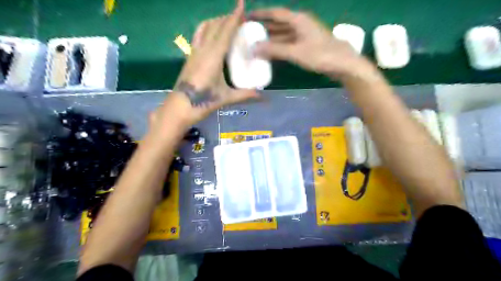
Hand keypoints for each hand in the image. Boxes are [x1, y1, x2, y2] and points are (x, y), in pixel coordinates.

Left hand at [157, 0, 259, 129]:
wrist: (180, 107)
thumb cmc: (203, 101)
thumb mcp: (226, 98)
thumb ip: (245, 95)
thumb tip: (263, 97)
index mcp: (213, 57)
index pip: (225, 31)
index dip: (234, 17)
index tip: (241, 4)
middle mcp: (202, 50)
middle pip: (215, 26)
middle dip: (227, 18)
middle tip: (239, 17)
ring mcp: (194, 52)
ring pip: (204, 28)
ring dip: (216, 22)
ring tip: (226, 23)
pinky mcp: (189, 57)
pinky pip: (198, 36)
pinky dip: (207, 29)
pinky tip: (212, 35)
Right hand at [253, 8, 368, 77]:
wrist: (343, 63)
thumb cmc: (320, 55)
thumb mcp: (295, 52)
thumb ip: (275, 49)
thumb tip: (254, 48)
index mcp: (298, 19)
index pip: (275, 13)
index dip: (261, 14)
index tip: (248, 16)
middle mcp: (301, 23)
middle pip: (279, 23)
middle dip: (264, 27)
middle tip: (250, 32)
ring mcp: (305, 34)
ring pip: (284, 33)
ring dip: (271, 38)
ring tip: (257, 43)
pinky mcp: (307, 44)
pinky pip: (289, 42)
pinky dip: (280, 46)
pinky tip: (272, 52)